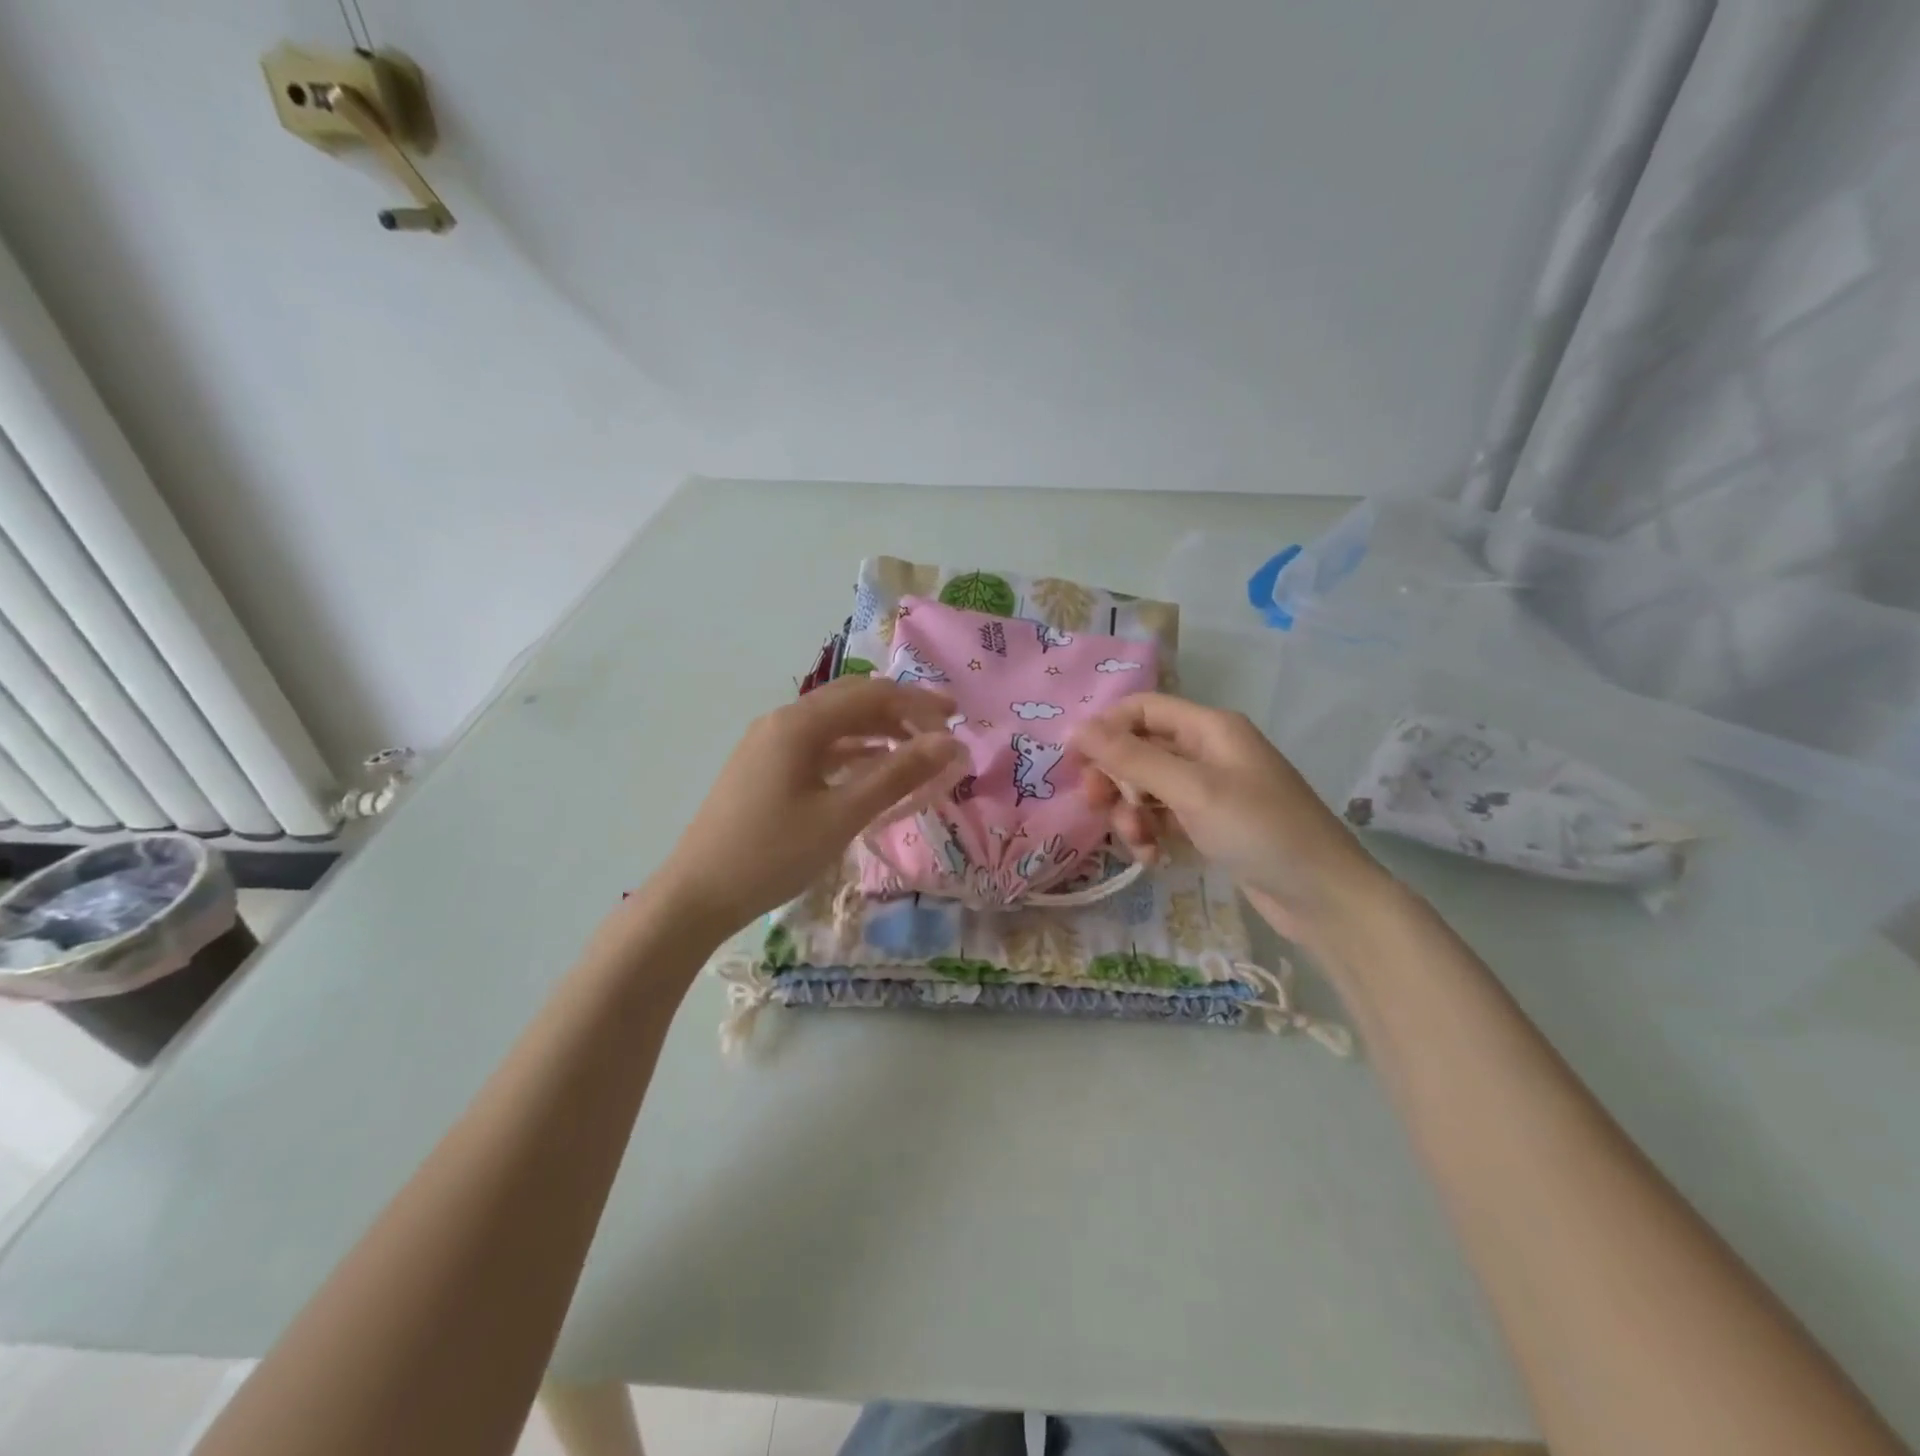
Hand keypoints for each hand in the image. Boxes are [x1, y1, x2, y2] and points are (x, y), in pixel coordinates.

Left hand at [651, 676, 964, 933]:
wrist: (696, 895)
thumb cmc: (773, 854)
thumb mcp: (842, 815)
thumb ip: (897, 775)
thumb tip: (950, 744)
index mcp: (799, 723)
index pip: (871, 695)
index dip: (918, 702)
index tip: (957, 718)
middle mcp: (782, 721)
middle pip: (851, 701)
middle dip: (899, 712)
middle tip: (939, 733)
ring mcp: (768, 744)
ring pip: (834, 724)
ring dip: (876, 732)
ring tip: (914, 753)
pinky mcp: (763, 767)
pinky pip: (817, 747)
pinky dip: (850, 752)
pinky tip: (871, 770)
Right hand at [1072, 694, 1393, 946]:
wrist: (1324, 897)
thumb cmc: (1260, 831)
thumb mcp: (1192, 791)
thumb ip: (1133, 758)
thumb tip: (1077, 729)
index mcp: (1209, 728)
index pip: (1142, 709)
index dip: (1105, 729)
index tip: (1075, 763)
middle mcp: (1208, 751)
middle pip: (1140, 749)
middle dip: (1115, 777)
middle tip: (1097, 806)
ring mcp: (1211, 790)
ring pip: (1148, 787)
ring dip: (1132, 812)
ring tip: (1137, 843)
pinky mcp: (1211, 824)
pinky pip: (1165, 817)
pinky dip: (1152, 833)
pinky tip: (1152, 858)